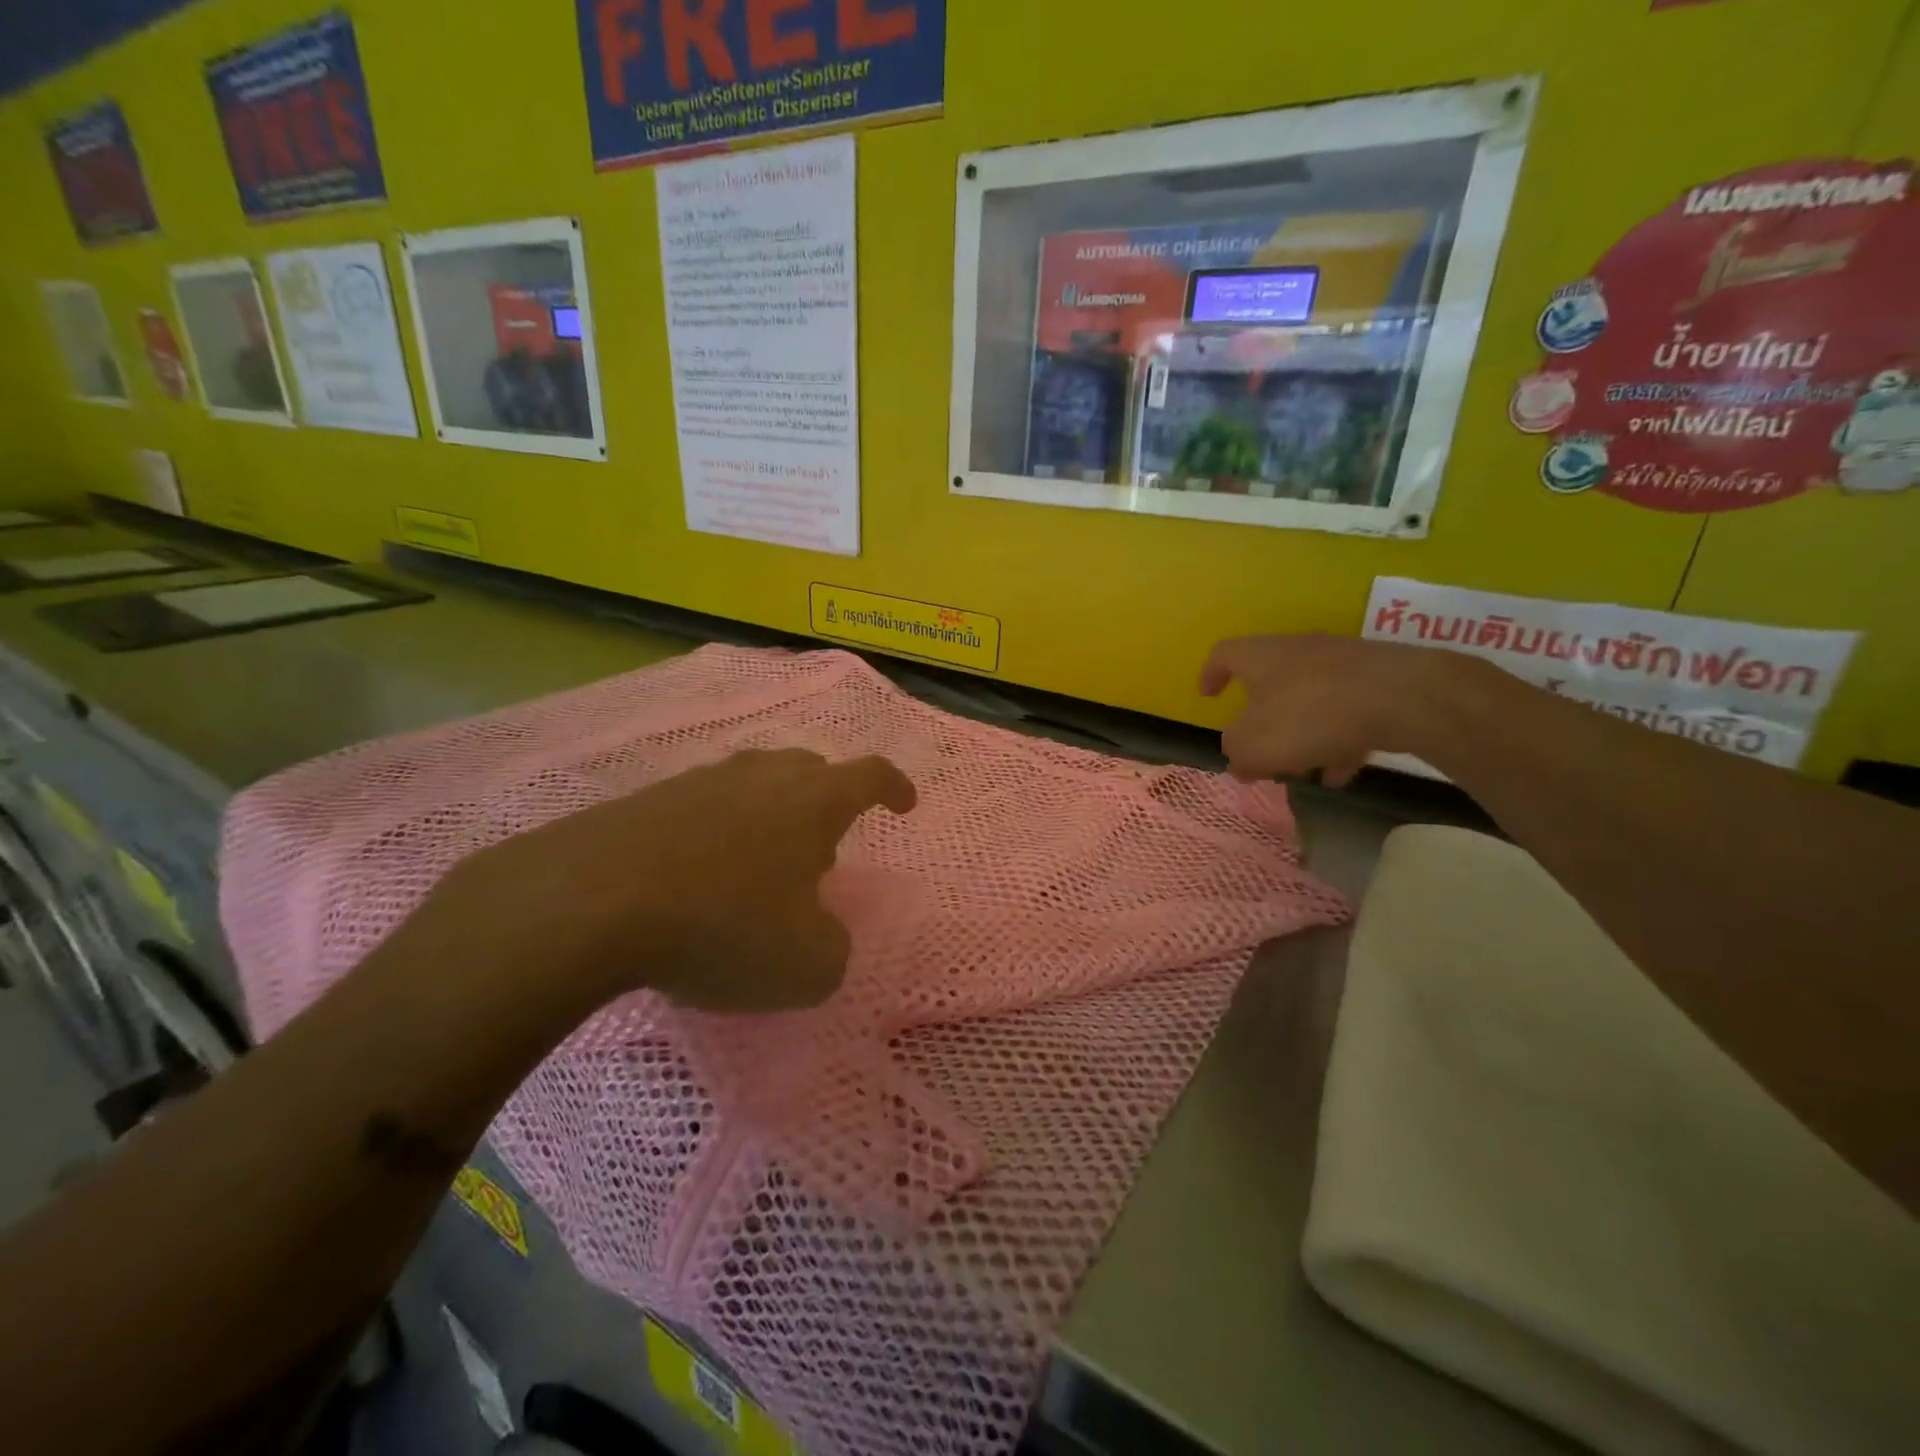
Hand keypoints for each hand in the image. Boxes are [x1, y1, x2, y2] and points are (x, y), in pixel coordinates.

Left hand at [405, 749, 916, 1014]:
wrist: (591, 902)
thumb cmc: (723, 926)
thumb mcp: (807, 966)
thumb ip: (833, 950)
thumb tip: (821, 935)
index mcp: (814, 801)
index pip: (871, 775)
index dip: (895, 787)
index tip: (905, 804)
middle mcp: (763, 776)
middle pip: (810, 770)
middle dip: (827, 802)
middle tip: (822, 849)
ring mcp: (702, 781)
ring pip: (755, 783)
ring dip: (770, 816)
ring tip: (761, 865)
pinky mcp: (648, 799)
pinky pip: (704, 806)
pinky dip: (718, 832)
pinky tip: (700, 874)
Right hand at [1199, 633, 1472, 785]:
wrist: (1402, 696)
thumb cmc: (1309, 715)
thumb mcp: (1254, 744)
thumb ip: (1237, 751)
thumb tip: (1237, 757)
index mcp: (1261, 657)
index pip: (1224, 654)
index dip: (1211, 675)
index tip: (1208, 697)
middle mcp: (1299, 651)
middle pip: (1270, 681)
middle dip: (1263, 720)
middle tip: (1260, 750)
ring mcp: (1343, 662)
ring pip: (1311, 699)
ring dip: (1302, 735)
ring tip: (1305, 770)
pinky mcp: (1379, 680)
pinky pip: (1347, 711)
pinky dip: (1339, 740)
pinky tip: (1343, 772)